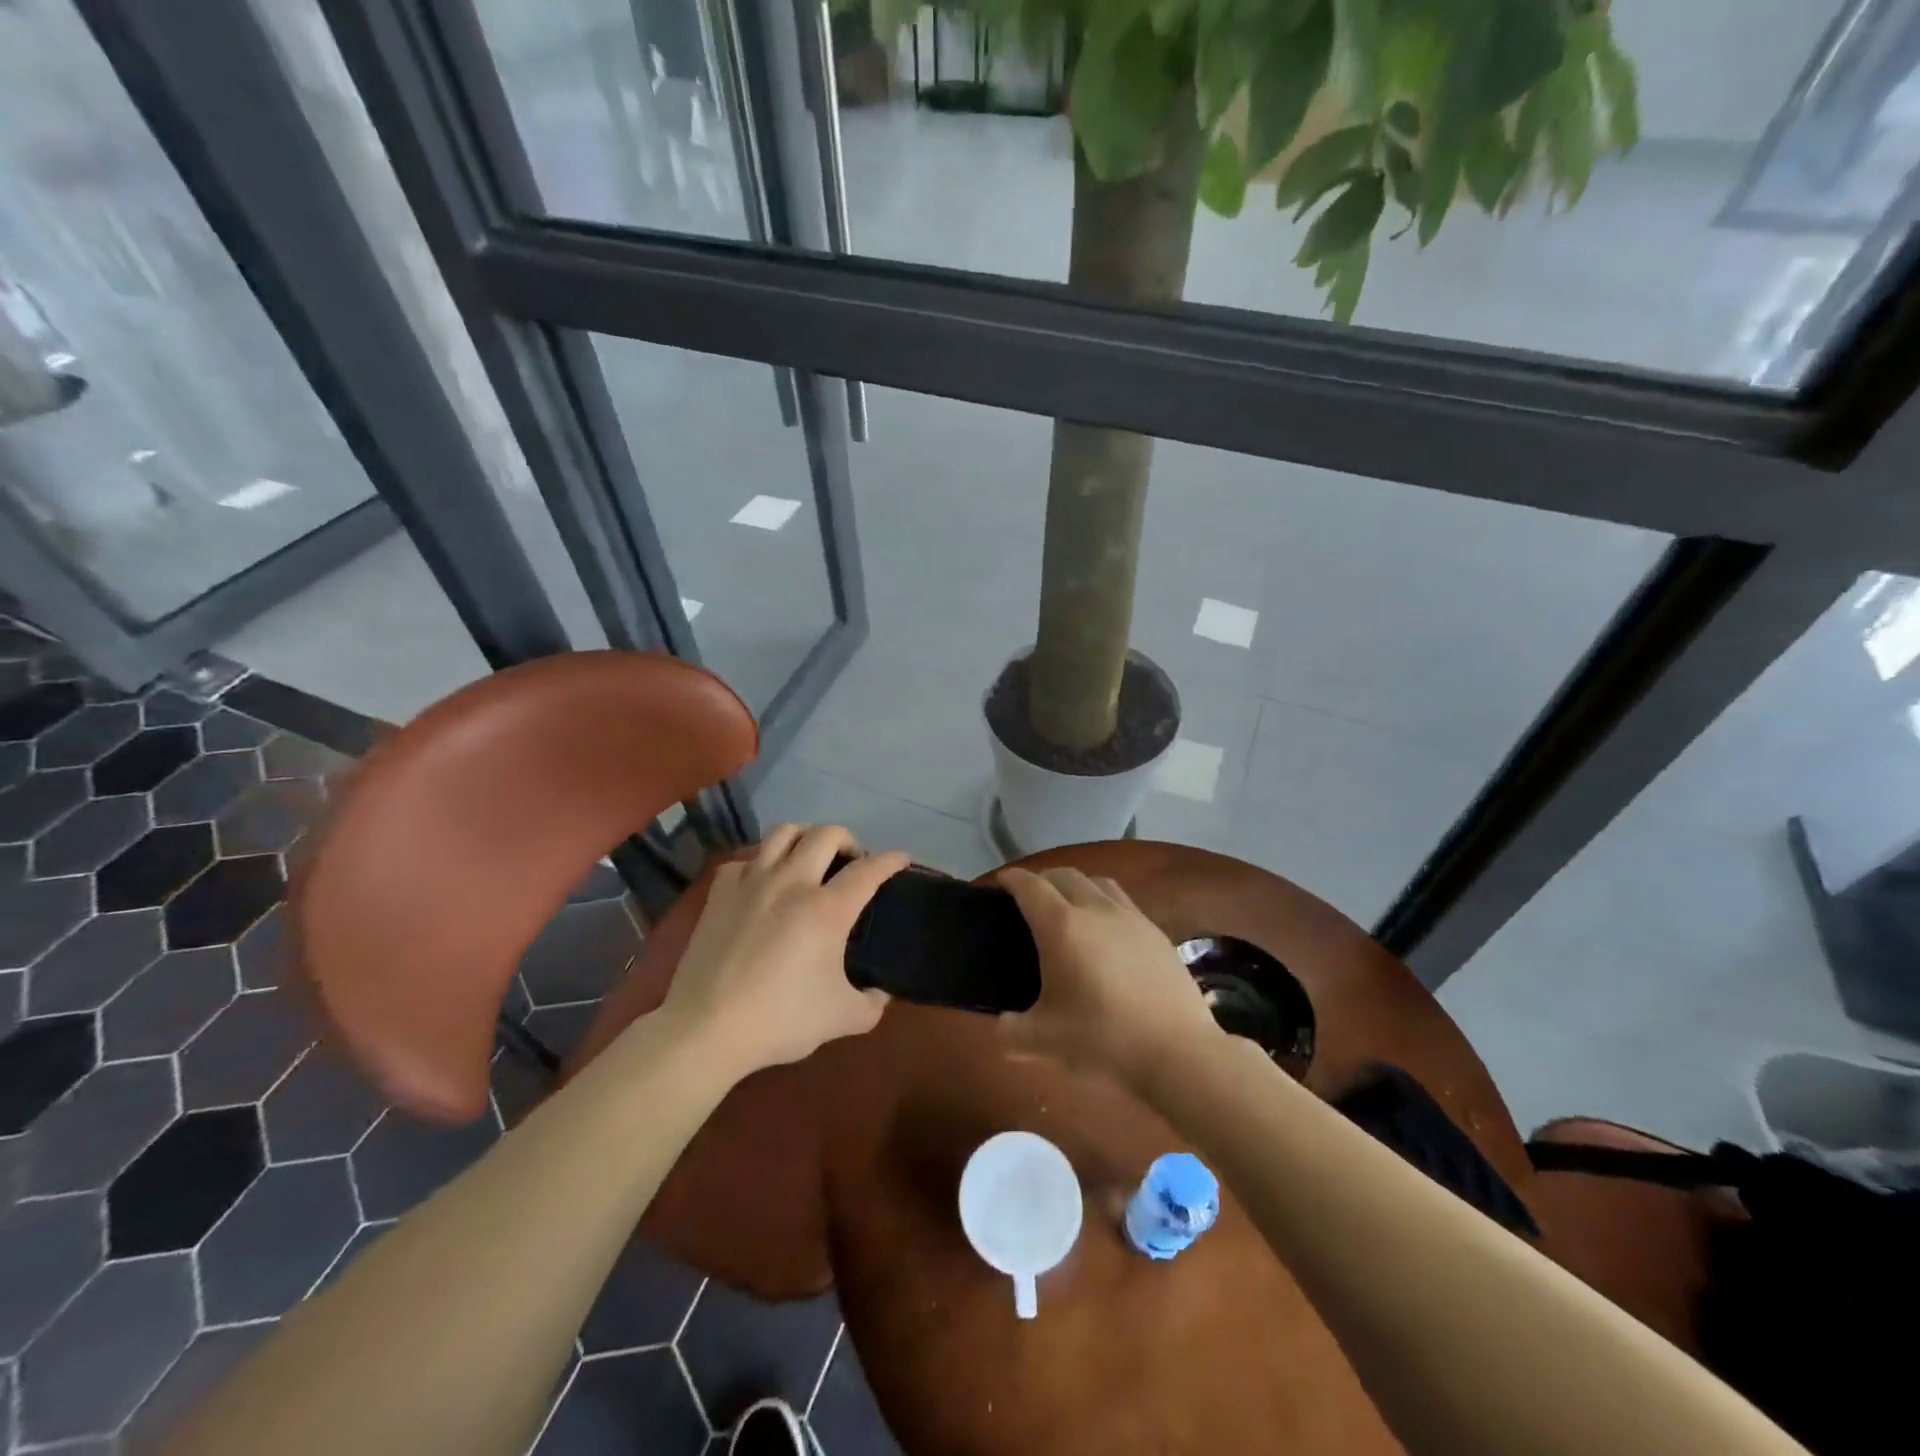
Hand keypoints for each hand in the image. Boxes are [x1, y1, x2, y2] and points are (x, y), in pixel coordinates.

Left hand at [660, 825, 908, 1077]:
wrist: (707, 1029)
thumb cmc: (780, 1020)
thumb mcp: (842, 1019)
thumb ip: (872, 1004)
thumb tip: (881, 992)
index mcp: (827, 909)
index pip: (869, 869)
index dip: (891, 860)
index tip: (902, 859)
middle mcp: (792, 882)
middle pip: (827, 834)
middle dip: (848, 840)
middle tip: (852, 861)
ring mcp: (752, 882)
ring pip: (783, 832)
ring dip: (804, 837)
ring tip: (809, 857)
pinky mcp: (720, 893)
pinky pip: (744, 860)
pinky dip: (759, 863)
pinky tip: (762, 882)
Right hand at [997, 867, 1220, 1090]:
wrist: (1177, 1052)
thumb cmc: (1102, 1040)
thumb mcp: (1043, 1041)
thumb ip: (1011, 1030)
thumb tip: (1002, 1025)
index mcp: (1062, 926)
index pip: (1030, 886)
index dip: (1012, 879)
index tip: (1000, 882)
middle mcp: (1095, 909)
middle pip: (1064, 875)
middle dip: (1042, 879)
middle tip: (1029, 898)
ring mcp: (1131, 917)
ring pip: (1098, 882)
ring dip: (1076, 885)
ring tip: (1068, 905)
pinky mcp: (1156, 932)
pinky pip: (1123, 902)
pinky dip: (1105, 903)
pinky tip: (1107, 930)